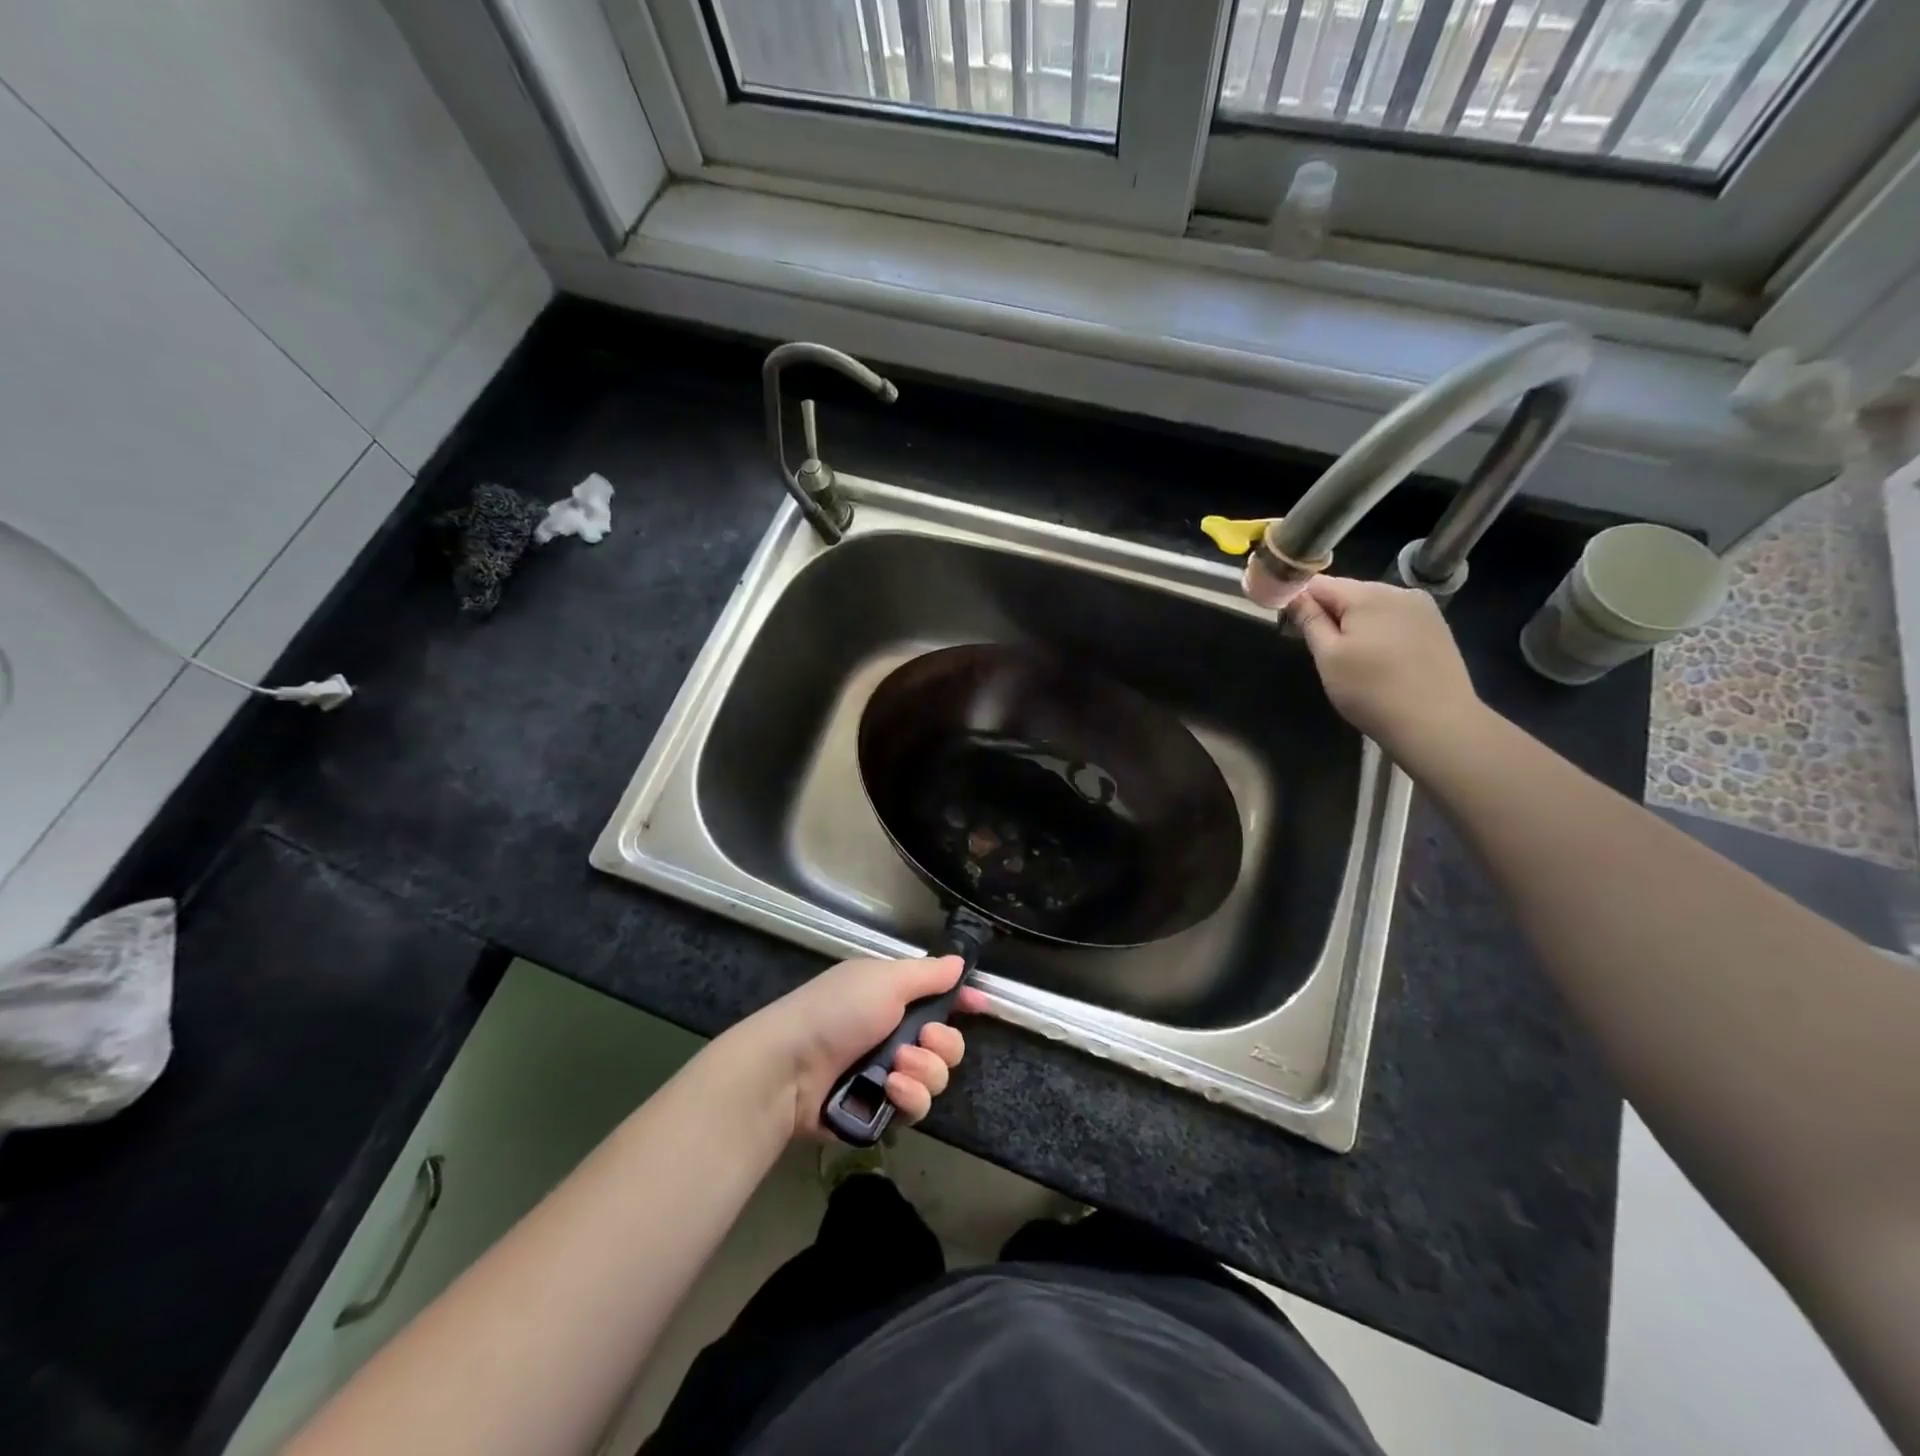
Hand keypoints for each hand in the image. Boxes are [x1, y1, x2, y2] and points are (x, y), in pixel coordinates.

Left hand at [735, 956, 988, 1139]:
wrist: (789, 1069)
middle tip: (921, 1041)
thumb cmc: (837, 1011)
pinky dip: (909, 1098)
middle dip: (942, 1044)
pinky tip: (889, 1090)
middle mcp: (894, 1033)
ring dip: (924, 1072)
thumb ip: (928, 973)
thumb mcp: (885, 979)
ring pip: (937, 1078)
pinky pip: (917, 1107)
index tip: (982, 1006)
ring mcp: (887, 1074)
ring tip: (896, 1069)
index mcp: (892, 996)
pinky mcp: (880, 1110)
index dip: (963, 1001)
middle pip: (948, 1044)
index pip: (939, 996)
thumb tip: (959, 962)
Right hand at [1287, 575, 1483, 766]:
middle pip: (1348, 592)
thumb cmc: (1371, 690)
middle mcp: (1399, 591)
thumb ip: (1309, 621)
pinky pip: (1395, 619)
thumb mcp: (1328, 657)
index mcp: (1367, 594)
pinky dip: (1381, 633)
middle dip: (1331, 614)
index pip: (1319, 583)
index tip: (1292, 627)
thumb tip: (1294, 595)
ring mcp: (1423, 608)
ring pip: (1373, 607)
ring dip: (1356, 625)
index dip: (1300, 601)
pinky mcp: (1437, 626)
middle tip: (1324, 652)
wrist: (1437, 723)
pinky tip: (1382, 661)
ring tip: (1354, 660)